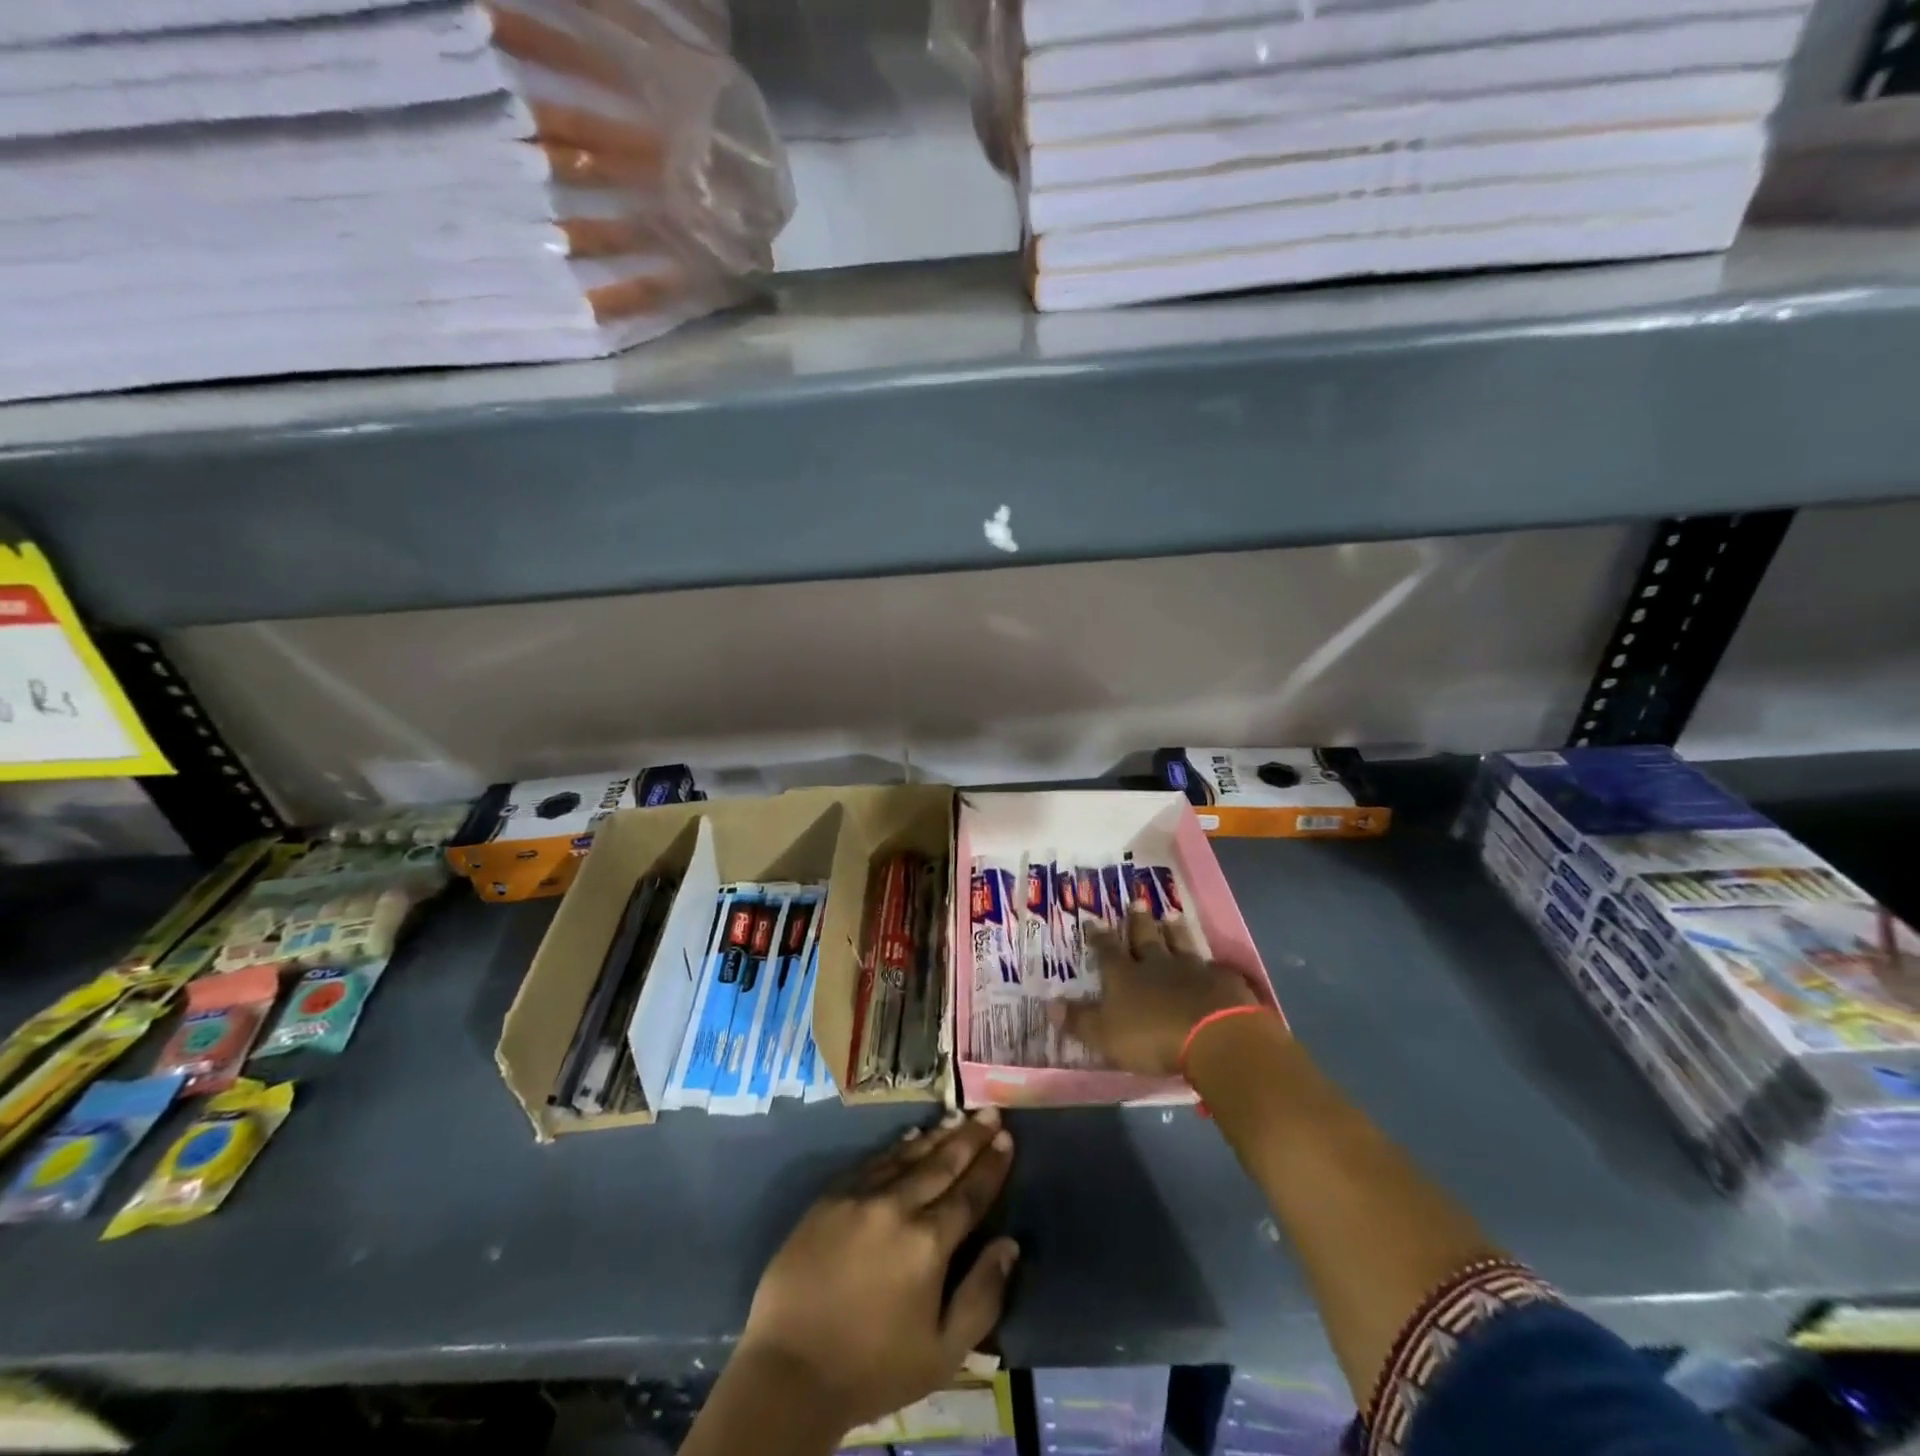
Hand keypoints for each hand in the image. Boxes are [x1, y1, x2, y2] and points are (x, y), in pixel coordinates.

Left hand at [737, 1108, 1019, 1432]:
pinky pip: (873, 1161)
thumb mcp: (942, 1353)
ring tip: (958, 1116)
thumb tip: (1009, 1245)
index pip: (970, 1193)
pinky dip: (898, 1147)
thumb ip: (982, 1296)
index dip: (991, 1165)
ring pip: (908, 1156)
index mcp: (929, 1243)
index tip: (1007, 1138)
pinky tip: (911, 1136)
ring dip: (937, 1135)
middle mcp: (898, 1206)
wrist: (790, 1370)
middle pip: (942, 1164)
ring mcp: (861, 1196)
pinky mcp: (831, 1196)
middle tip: (990, 1113)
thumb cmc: (873, 1368)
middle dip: (970, 1137)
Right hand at [1052, 907, 1258, 1075]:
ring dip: (1174, 931)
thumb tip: (1049, 1004)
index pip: (1107, 951)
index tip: (1093, 920)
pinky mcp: (1223, 981)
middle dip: (1138, 921)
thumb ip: (1079, 1021)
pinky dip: (1210, 963)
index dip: (1099, 937)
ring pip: (1180, 943)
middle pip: (1145, 938)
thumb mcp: (1105, 1035)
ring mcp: (1192, 969)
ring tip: (1171, 916)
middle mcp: (1157, 964)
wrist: (1215, 1035)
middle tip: (1137, 901)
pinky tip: (1213, 962)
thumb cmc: (1153, 1037)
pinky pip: (1214, 967)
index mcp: (1125, 976)